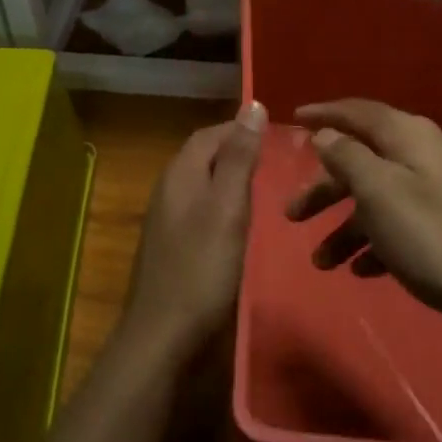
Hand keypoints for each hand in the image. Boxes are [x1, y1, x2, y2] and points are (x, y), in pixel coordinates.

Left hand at [120, 101, 266, 358]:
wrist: (162, 336)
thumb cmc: (201, 268)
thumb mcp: (228, 208)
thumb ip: (240, 158)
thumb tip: (252, 105)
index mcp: (180, 173)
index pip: (212, 133)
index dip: (242, 129)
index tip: (279, 136)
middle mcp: (168, 188)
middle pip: (204, 155)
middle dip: (237, 152)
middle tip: (278, 162)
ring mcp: (166, 218)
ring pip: (202, 183)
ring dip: (230, 179)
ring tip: (266, 189)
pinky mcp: (170, 245)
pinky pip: (199, 209)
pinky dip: (221, 205)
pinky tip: (240, 224)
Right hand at [286, 99, 441, 331]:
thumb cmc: (433, 237)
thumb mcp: (379, 192)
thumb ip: (347, 156)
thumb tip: (326, 134)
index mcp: (411, 136)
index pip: (359, 112)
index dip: (324, 114)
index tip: (293, 118)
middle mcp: (427, 156)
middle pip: (365, 160)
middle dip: (326, 187)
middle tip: (291, 214)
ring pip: (380, 198)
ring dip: (347, 226)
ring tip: (322, 261)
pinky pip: (401, 226)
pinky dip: (377, 243)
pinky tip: (362, 271)